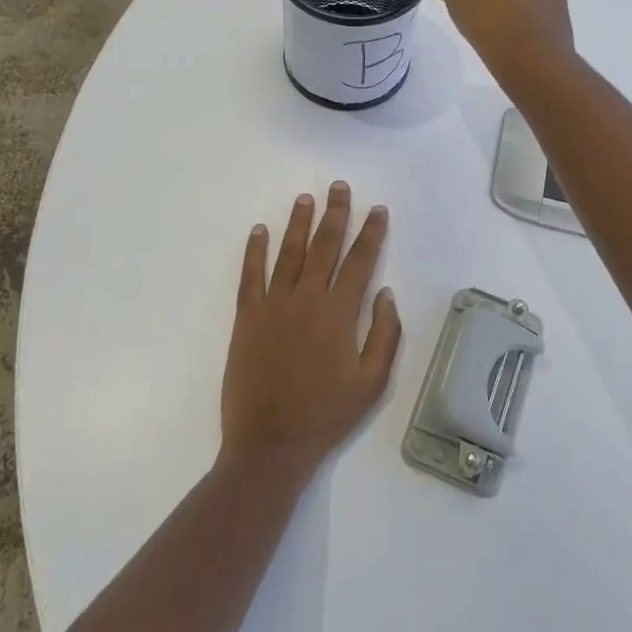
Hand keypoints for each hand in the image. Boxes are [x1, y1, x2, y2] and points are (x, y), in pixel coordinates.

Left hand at [220, 183, 401, 481]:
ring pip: (288, 253)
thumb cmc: (326, 415)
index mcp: (339, 313)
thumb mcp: (372, 383)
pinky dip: (254, 251)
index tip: (377, 210)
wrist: (270, 444)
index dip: (370, 233)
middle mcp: (306, 299)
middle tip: (339, 187)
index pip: (360, 261)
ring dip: (298, 223)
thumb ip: (384, 334)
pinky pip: (251, 276)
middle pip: (324, 246)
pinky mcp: (247, 318)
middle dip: (335, 214)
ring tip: (305, 198)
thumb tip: (385, 293)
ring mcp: (273, 306)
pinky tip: (259, 230)